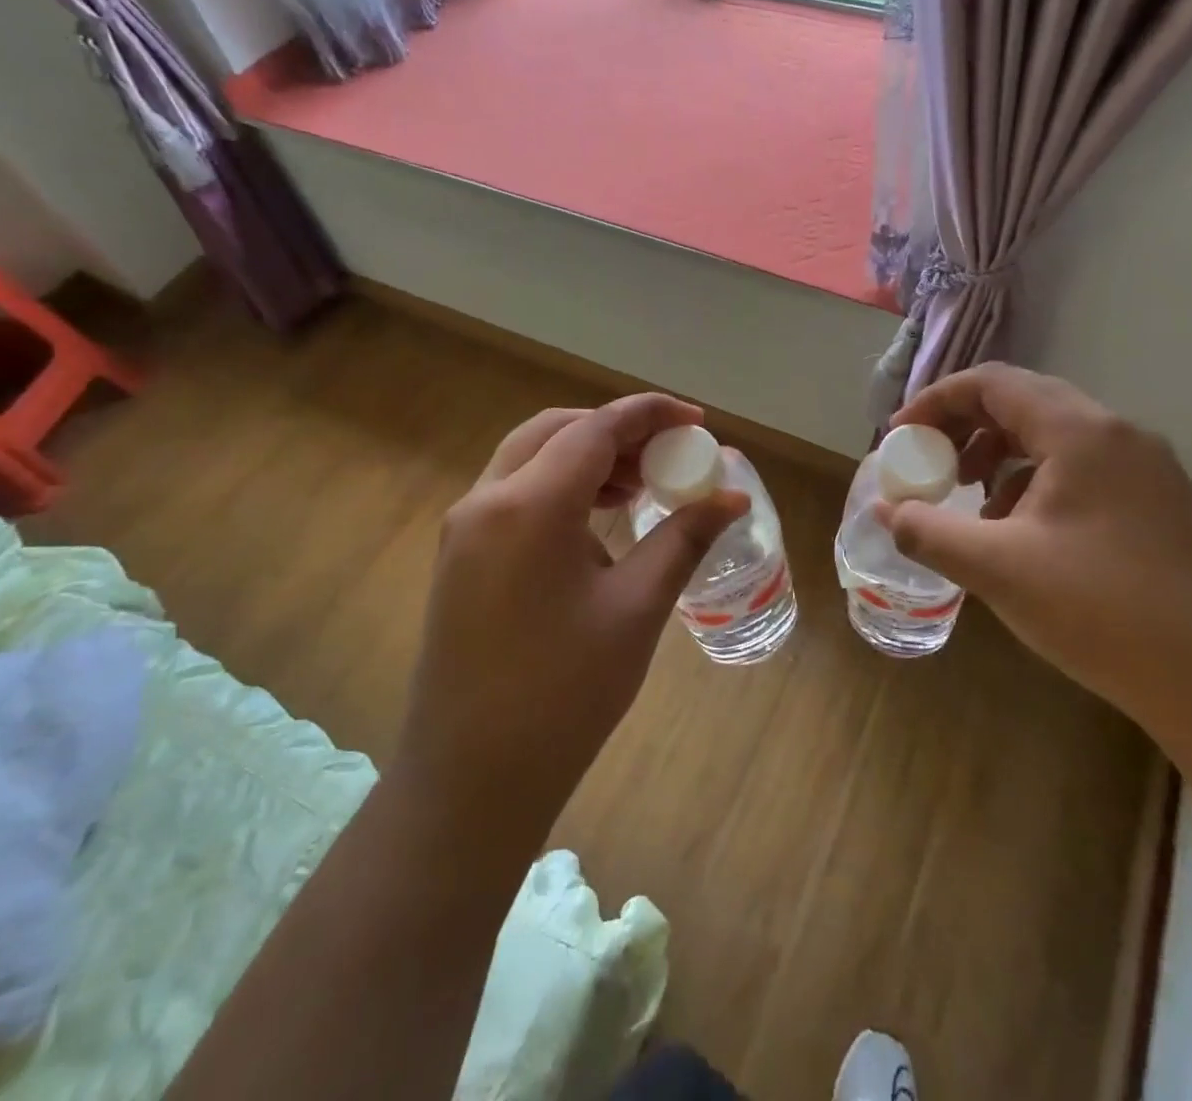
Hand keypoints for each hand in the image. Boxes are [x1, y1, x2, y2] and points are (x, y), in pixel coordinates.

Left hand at [394, 394, 749, 850]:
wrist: (472, 778)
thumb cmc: (564, 693)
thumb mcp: (636, 608)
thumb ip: (683, 538)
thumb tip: (731, 497)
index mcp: (529, 505)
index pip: (596, 429)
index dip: (650, 415)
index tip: (698, 421)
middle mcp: (486, 499)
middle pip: (556, 430)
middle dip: (615, 430)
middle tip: (667, 453)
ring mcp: (465, 528)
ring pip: (530, 458)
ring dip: (586, 456)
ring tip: (640, 486)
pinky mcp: (460, 555)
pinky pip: (514, 492)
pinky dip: (559, 485)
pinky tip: (597, 522)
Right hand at [882, 364, 1191, 736]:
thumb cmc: (1102, 610)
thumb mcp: (997, 568)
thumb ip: (927, 531)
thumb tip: (884, 510)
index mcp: (1080, 432)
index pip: (992, 383)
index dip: (936, 402)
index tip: (900, 437)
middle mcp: (1118, 434)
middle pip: (1023, 403)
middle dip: (964, 429)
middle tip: (929, 466)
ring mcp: (1145, 469)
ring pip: (1052, 438)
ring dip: (999, 458)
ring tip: (970, 503)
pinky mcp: (1157, 504)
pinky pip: (1080, 470)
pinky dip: (1035, 485)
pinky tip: (1021, 535)